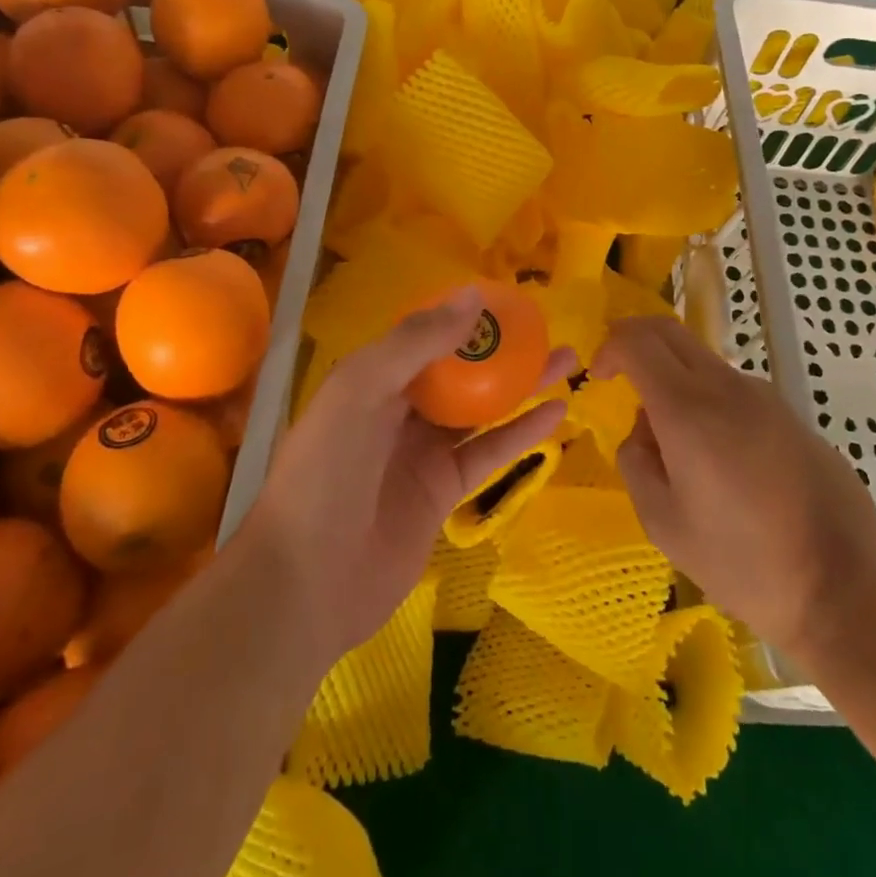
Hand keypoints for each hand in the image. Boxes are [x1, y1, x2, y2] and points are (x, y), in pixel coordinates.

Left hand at [243, 286, 572, 662]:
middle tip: (549, 329)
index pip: (426, 334)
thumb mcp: (362, 389)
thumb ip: (417, 342)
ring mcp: (422, 450)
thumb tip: (473, 294)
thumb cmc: (327, 470)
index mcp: (373, 376)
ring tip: (568, 361)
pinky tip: (556, 414)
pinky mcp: (443, 491)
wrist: (307, 582)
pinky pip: (489, 452)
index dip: (465, 316)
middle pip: (460, 369)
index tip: (508, 300)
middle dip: (502, 349)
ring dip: (522, 385)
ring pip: (481, 407)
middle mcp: (399, 408)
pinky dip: (521, 433)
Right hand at [593, 316, 875, 658]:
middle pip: (669, 331)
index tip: (598, 377)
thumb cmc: (744, 562)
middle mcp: (726, 386)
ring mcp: (764, 396)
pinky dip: (706, 400)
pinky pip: (733, 389)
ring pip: (702, 361)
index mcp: (687, 408)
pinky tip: (720, 463)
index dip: (609, 347)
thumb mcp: (664, 524)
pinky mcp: (789, 414)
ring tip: (674, 446)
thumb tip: (644, 430)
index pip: (637, 340)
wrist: (845, 586)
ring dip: (673, 378)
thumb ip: (636, 462)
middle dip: (635, 342)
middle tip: (619, 377)